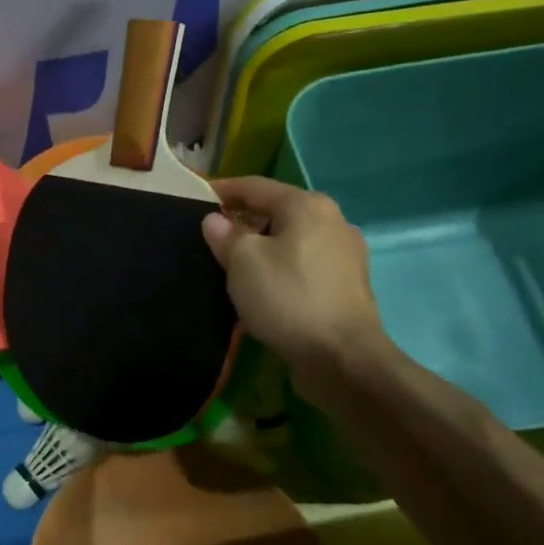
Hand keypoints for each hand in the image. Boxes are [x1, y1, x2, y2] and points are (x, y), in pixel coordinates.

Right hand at [201, 177, 394, 401]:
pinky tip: (264, 286)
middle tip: (211, 236)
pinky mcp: (347, 285)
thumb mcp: (243, 262)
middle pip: (277, 211)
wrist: (343, 358)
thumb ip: (225, 235)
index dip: (223, 190)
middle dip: (243, 220)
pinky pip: (304, 264)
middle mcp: (332, 221)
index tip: (196, 197)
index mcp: (308, 206)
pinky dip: (281, 267)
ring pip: (291, 239)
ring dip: (262, 246)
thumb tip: (215, 221)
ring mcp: (345, 254)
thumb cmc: (288, 298)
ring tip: (233, 263)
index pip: (255, 186)